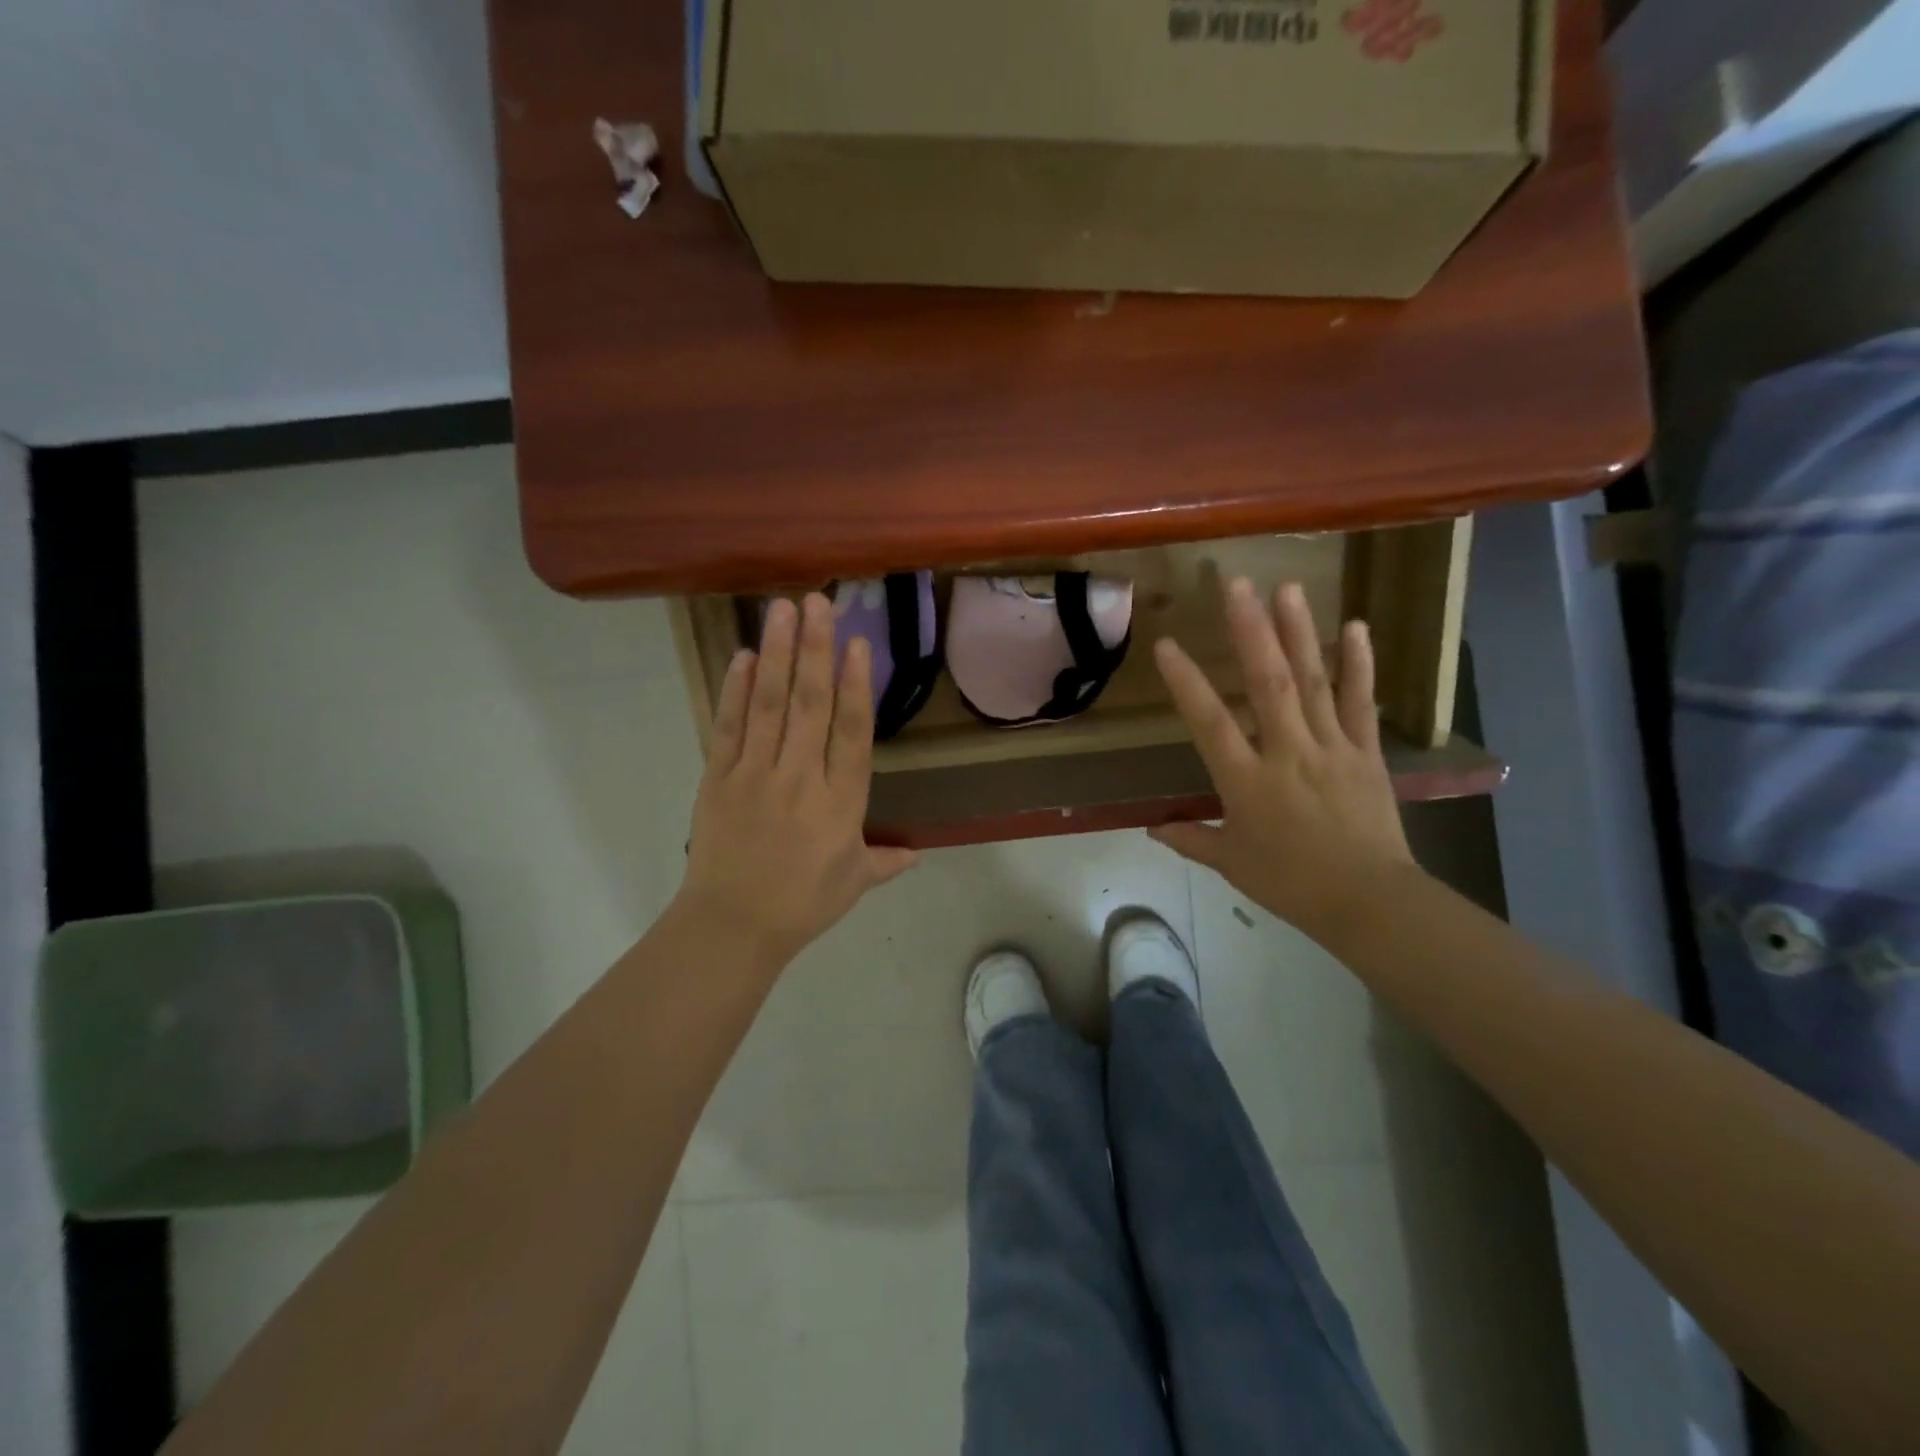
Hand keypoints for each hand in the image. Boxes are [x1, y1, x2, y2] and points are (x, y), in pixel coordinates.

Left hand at [677, 593, 917, 971]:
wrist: (731, 926)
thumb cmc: (802, 904)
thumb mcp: (853, 883)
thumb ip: (885, 860)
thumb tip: (916, 853)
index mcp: (841, 802)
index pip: (852, 732)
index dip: (855, 685)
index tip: (856, 643)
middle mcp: (801, 778)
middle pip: (809, 705)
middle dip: (814, 649)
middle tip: (818, 602)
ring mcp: (756, 774)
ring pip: (769, 705)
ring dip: (776, 654)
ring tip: (781, 610)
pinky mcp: (719, 778)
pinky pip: (729, 727)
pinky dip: (735, 690)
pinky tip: (742, 656)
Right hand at [1149, 578, 1421, 942]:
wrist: (1369, 902)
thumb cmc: (1291, 883)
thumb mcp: (1232, 863)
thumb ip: (1191, 839)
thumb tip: (1151, 829)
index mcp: (1247, 782)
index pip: (1210, 724)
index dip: (1187, 683)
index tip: (1167, 646)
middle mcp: (1288, 753)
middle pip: (1268, 684)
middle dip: (1251, 631)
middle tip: (1237, 585)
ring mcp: (1331, 748)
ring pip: (1313, 682)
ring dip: (1299, 633)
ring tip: (1288, 589)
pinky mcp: (1366, 753)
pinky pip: (1360, 703)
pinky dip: (1359, 665)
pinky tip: (1356, 627)